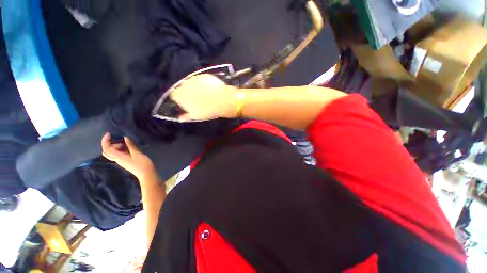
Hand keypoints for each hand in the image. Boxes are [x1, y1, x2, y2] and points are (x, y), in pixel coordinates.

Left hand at [101, 133, 156, 180]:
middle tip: (122, 141)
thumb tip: (125, 137)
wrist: (146, 174)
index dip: (105, 140)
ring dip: (116, 146)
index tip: (109, 133)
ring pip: (112, 153)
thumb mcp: (137, 153)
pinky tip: (129, 148)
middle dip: (111, 144)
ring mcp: (121, 161)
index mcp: (119, 157)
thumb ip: (130, 145)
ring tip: (127, 144)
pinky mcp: (125, 161)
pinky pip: (118, 154)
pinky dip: (120, 149)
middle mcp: (117, 159)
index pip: (107, 148)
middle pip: (107, 151)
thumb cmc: (142, 164)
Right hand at [170, 74, 237, 120]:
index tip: (185, 102)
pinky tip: (210, 89)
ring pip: (191, 82)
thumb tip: (180, 118)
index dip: (179, 98)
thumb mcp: (196, 116)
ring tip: (204, 93)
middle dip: (186, 92)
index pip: (174, 95)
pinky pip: (200, 79)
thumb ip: (186, 116)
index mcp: (180, 95)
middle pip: (182, 87)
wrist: (223, 101)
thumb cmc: (208, 110)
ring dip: (194, 87)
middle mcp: (185, 84)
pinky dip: (203, 83)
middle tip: (196, 98)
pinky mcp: (204, 76)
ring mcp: (195, 78)